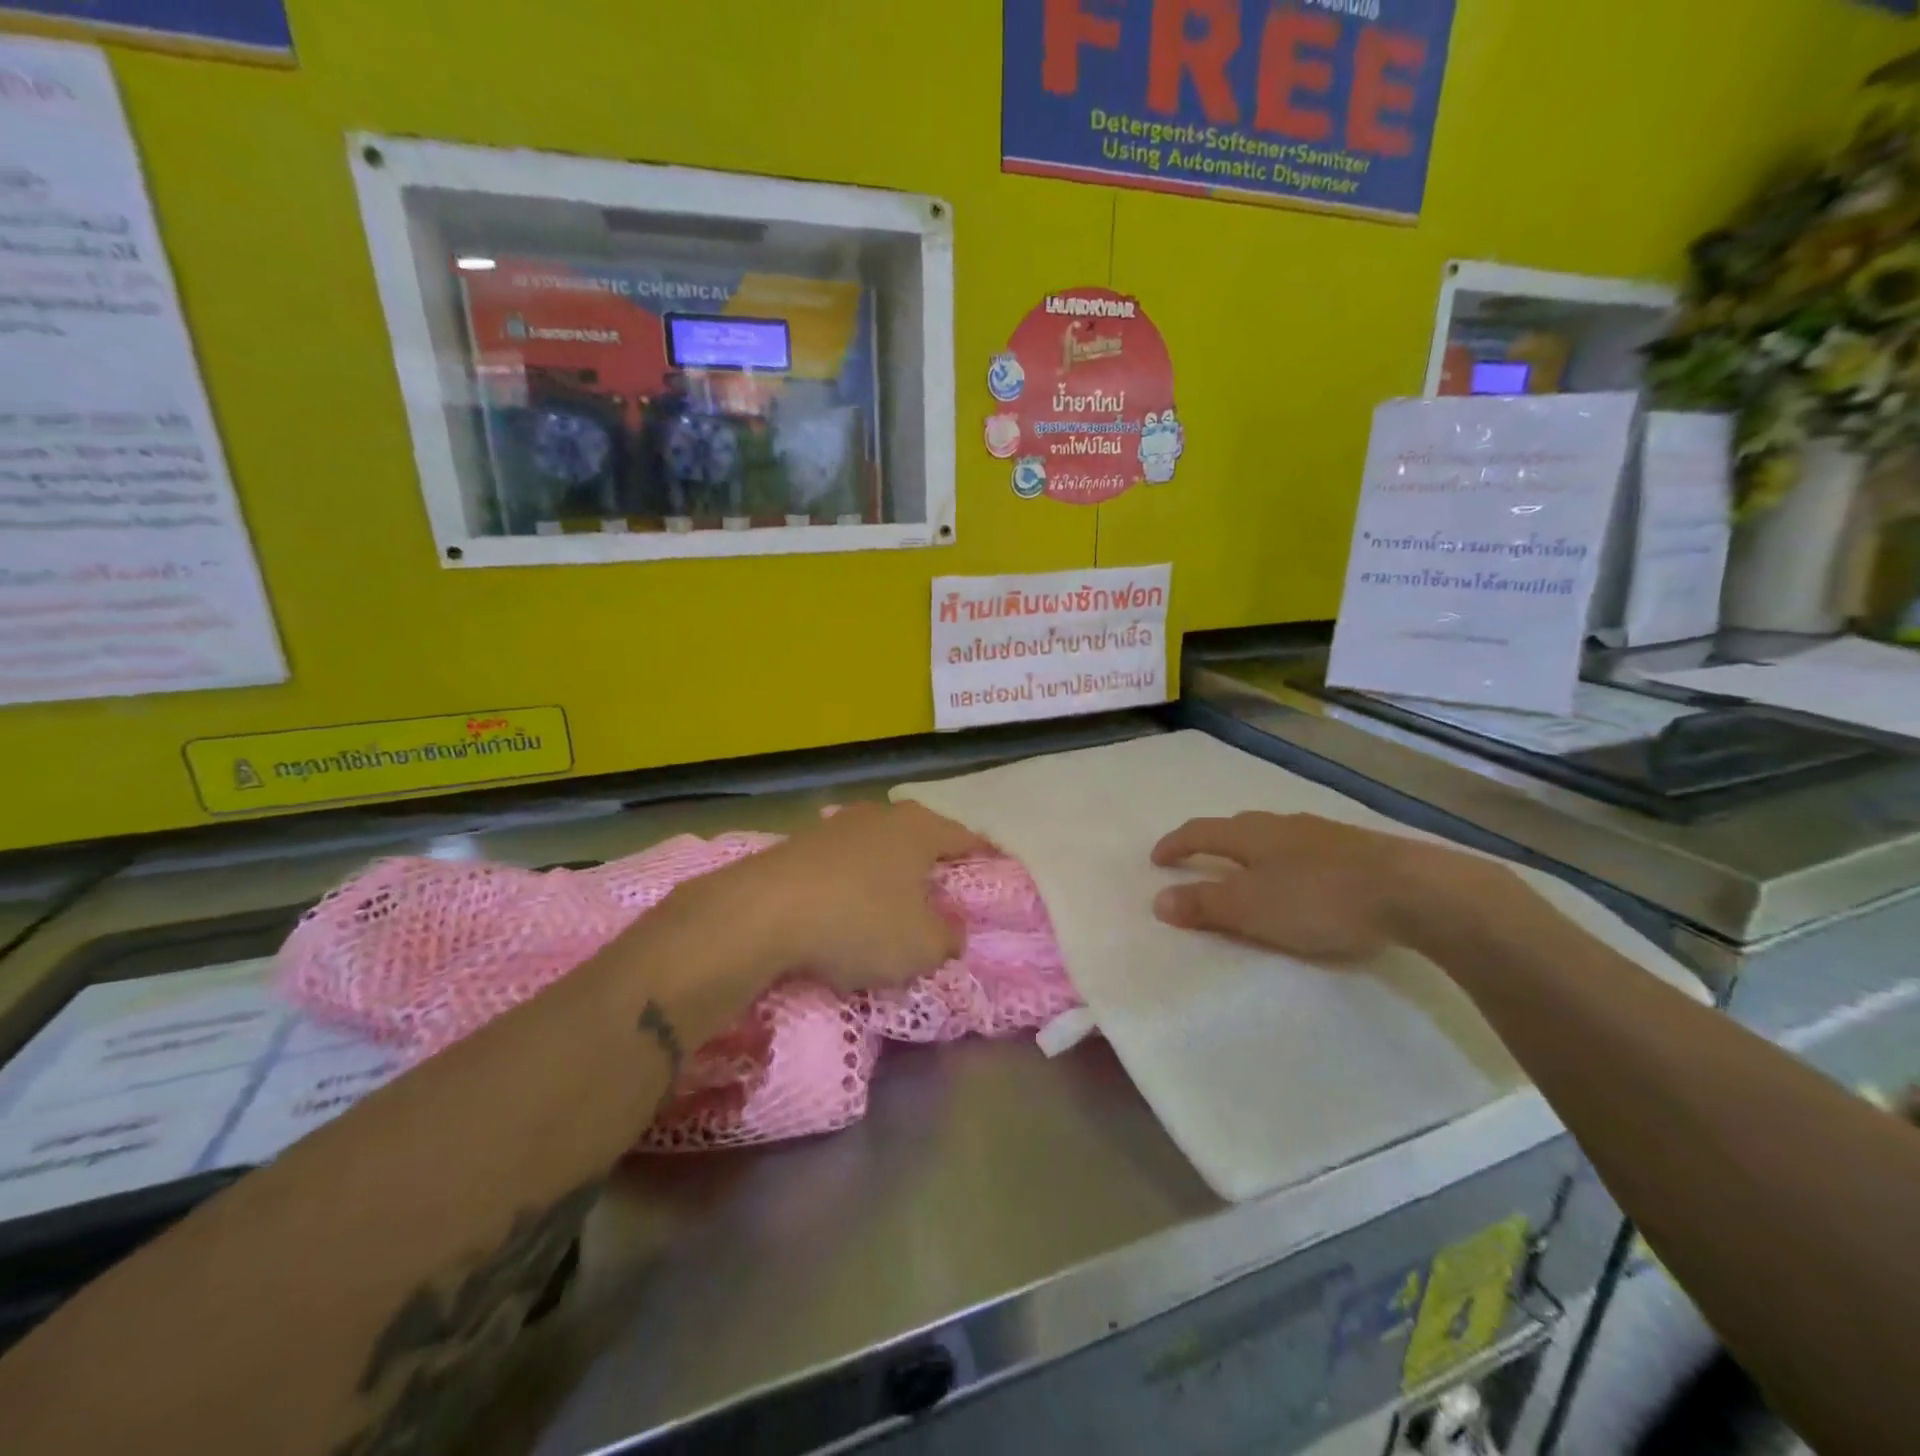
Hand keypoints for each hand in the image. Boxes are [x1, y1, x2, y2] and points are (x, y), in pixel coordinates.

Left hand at [663, 802, 988, 993]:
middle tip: (946, 891)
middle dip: (933, 862)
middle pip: (920, 837)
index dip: (985, 858)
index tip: (996, 873)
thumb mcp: (923, 946)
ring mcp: (835, 825)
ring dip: (889, 872)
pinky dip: (853, 883)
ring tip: (895, 900)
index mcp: (919, 828)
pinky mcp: (798, 845)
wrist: (762, 913)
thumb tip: (951, 932)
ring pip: (878, 848)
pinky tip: (848, 907)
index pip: (966, 839)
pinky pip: (843, 864)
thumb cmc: (860, 922)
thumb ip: (949, 938)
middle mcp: (880, 815)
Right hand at [1149, 812, 1454, 962]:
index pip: (1200, 832)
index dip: (1175, 844)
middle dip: (1212, 842)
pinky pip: (1304, 848)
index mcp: (1250, 835)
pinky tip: (1302, 877)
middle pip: (1236, 827)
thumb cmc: (1318, 899)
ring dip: (1251, 850)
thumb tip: (1158, 900)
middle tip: (1200, 861)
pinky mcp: (1355, 848)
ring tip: (1249, 870)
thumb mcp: (1252, 909)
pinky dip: (1287, 860)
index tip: (1156, 859)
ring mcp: (1321, 833)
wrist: (1412, 890)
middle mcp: (1281, 824)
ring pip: (1273, 835)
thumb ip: (1204, 905)